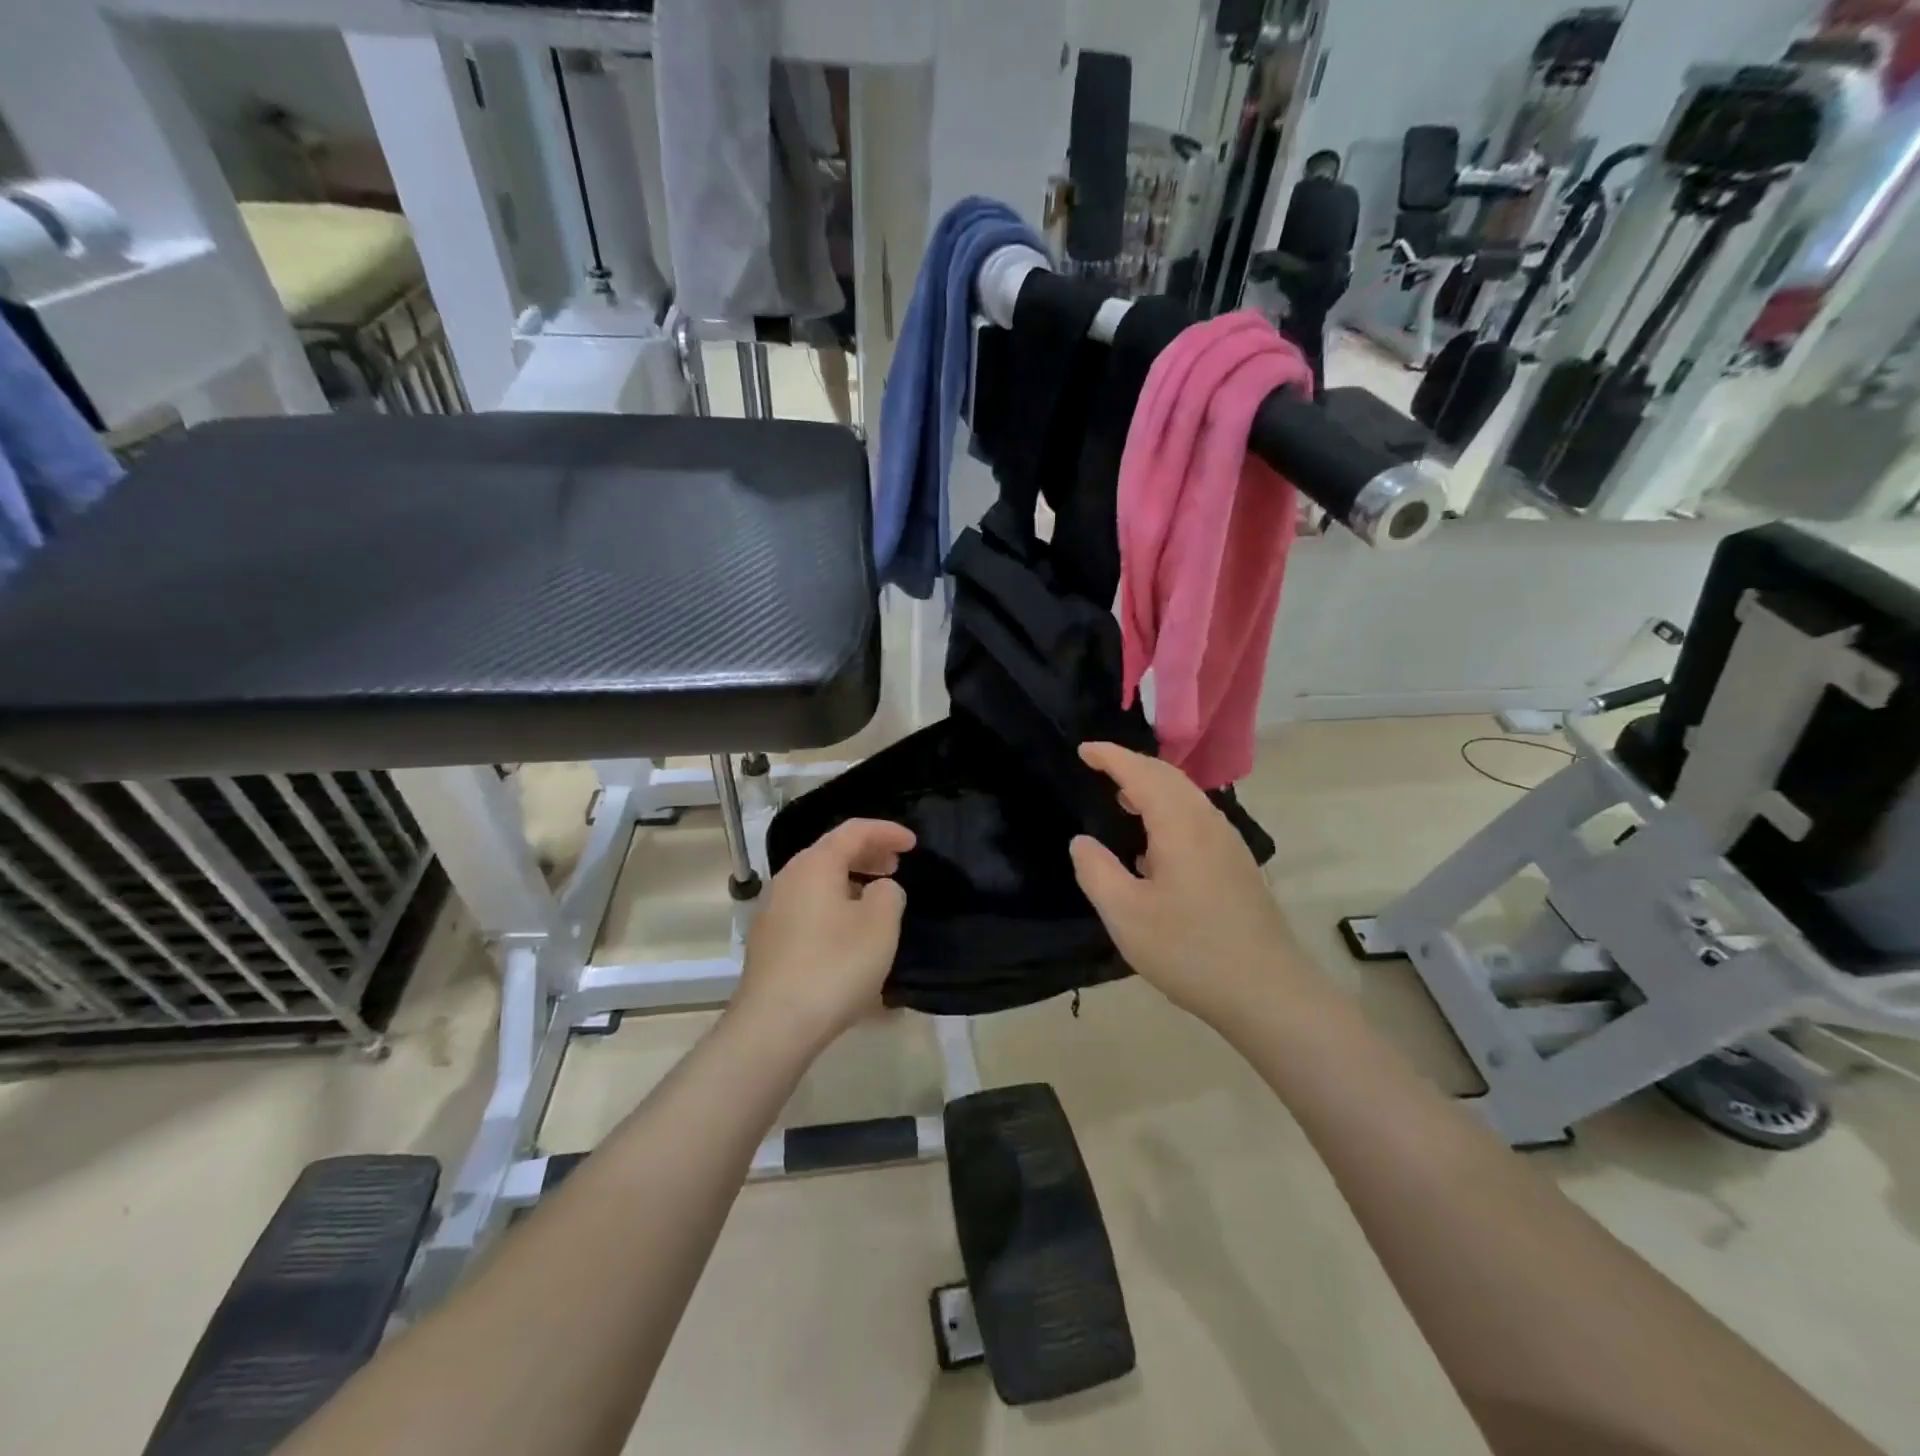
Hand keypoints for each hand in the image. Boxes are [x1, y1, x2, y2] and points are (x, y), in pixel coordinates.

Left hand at [735, 819, 914, 1050]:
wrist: (774, 1025)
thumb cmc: (834, 966)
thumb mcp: (880, 925)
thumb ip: (889, 894)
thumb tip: (879, 889)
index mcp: (814, 865)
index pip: (854, 831)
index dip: (887, 831)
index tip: (913, 843)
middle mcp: (788, 879)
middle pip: (832, 853)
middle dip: (868, 854)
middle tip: (896, 865)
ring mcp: (773, 911)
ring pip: (819, 882)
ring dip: (851, 882)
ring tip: (877, 899)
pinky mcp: (769, 943)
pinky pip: (809, 908)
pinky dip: (835, 906)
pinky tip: (851, 933)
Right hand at [1069, 742, 1298, 1026]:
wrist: (1269, 993)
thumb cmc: (1190, 950)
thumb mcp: (1126, 915)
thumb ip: (1096, 871)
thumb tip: (1082, 841)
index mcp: (1180, 825)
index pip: (1141, 773)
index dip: (1110, 756)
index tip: (1083, 749)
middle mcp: (1208, 823)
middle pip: (1168, 777)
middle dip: (1132, 764)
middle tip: (1098, 766)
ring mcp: (1228, 844)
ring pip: (1186, 797)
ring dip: (1152, 787)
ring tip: (1121, 799)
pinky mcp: (1237, 866)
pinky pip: (1197, 818)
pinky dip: (1168, 810)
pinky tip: (1153, 844)